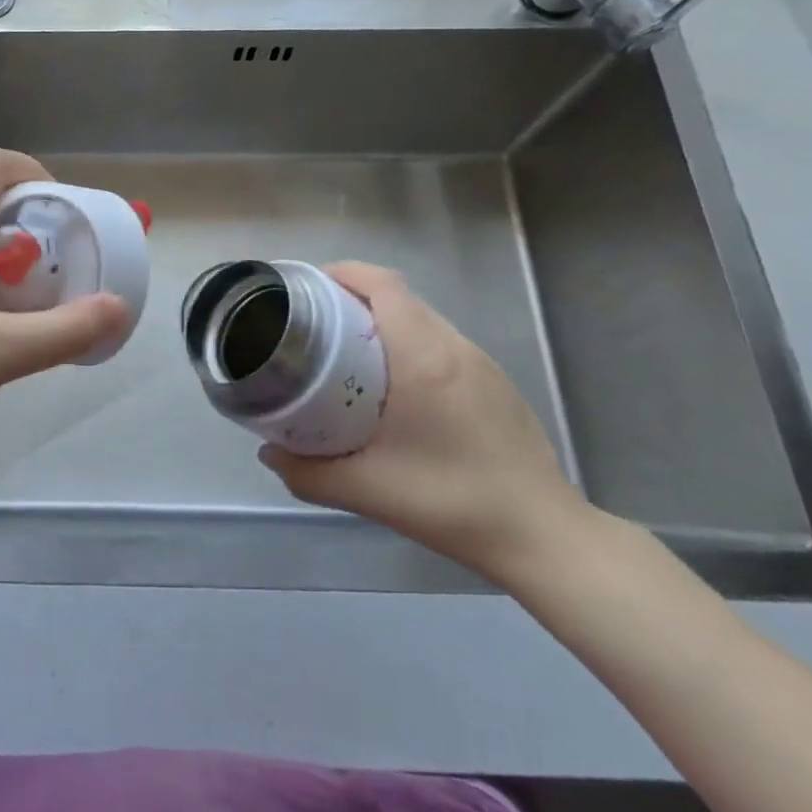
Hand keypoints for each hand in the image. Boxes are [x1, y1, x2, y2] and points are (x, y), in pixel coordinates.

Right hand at [260, 262, 591, 584]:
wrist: (544, 538)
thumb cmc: (452, 502)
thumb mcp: (367, 490)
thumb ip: (307, 472)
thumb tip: (268, 453)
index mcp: (423, 357)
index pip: (383, 285)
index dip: (344, 273)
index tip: (308, 289)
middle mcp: (455, 347)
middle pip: (399, 296)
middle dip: (354, 297)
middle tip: (315, 324)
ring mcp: (482, 364)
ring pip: (423, 319)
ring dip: (383, 321)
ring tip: (348, 352)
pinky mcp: (496, 384)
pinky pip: (442, 343)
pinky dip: (410, 344)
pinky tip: (396, 388)